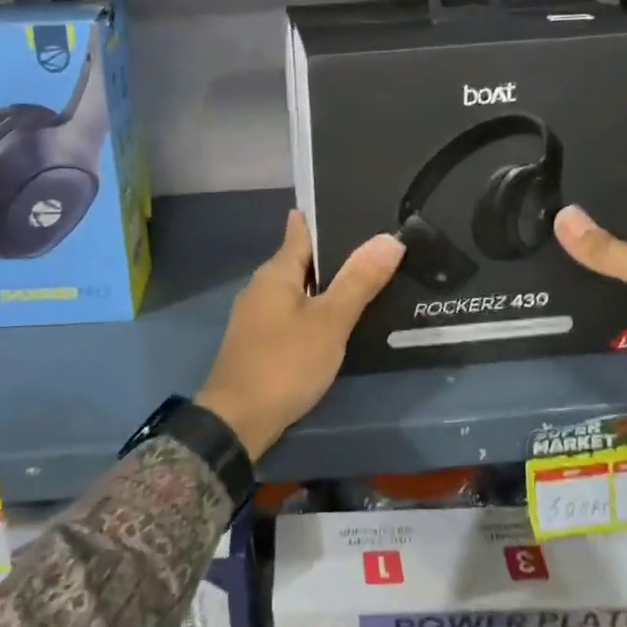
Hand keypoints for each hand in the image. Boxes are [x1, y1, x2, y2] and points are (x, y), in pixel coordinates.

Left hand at [197, 210, 403, 462]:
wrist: (237, 421)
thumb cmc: (284, 363)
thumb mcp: (329, 321)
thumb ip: (358, 280)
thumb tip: (388, 238)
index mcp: (275, 272)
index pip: (301, 229)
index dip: (327, 216)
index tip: (359, 205)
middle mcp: (262, 287)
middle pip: (302, 258)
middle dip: (335, 252)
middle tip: (380, 244)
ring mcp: (258, 316)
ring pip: (299, 288)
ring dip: (328, 284)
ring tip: (369, 278)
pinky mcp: (261, 342)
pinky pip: (295, 313)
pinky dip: (318, 310)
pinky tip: (341, 318)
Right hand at [553, 204, 626, 443]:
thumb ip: (605, 247)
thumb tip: (562, 214)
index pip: (623, 208)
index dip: (590, 202)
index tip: (550, 194)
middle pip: (609, 242)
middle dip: (576, 237)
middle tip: (530, 225)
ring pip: (604, 273)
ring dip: (576, 268)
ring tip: (531, 253)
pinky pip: (604, 303)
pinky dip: (583, 299)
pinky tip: (550, 293)